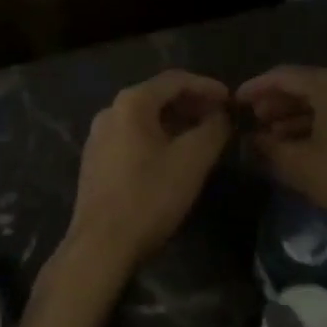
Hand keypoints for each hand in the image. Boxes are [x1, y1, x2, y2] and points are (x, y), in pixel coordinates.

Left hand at [67, 70, 232, 275]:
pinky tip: (174, 156)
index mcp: (131, 103)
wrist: (100, 246)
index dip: (207, 86)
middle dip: (192, 104)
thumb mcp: (193, 160)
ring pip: (145, 117)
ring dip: (176, 122)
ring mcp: (98, 136)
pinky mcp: (95, 160)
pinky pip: (133, 136)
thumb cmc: (149, 197)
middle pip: (158, 96)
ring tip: (202, 136)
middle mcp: (110, 111)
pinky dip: (158, 137)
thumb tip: (223, 115)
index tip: (231, 100)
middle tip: (220, 118)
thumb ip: (214, 129)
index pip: (176, 80)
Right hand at [236, 66, 326, 246]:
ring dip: (294, 116)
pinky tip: (300, 145)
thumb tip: (248, 140)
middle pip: (303, 85)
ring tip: (270, 136)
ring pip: (321, 101)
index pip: (283, 76)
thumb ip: (267, 147)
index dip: (255, 87)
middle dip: (274, 103)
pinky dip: (315, 124)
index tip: (235, 101)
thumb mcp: (299, 165)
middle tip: (252, 120)